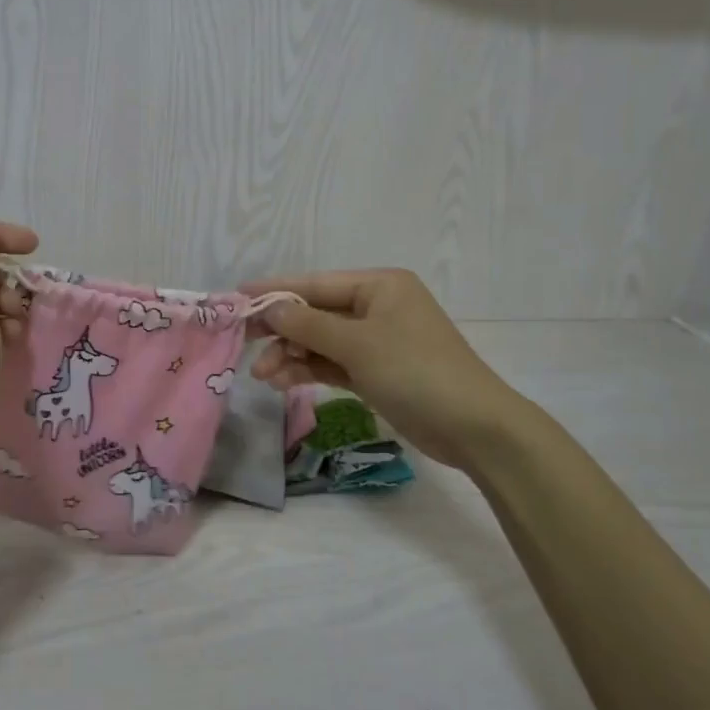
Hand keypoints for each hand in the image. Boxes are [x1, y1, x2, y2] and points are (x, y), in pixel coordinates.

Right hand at [243, 268, 521, 467]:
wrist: (472, 426)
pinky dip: (309, 371)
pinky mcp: (376, 371)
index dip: (275, 290)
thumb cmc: (415, 371)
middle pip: (316, 312)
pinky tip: (283, 382)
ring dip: (292, 355)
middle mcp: (377, 307)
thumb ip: (308, 324)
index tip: (237, 297)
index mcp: (379, 286)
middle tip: (244, 344)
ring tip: (264, 377)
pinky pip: (333, 364)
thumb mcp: (358, 345)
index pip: (316, 283)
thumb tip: (270, 307)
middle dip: (282, 330)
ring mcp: (377, 341)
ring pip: (321, 342)